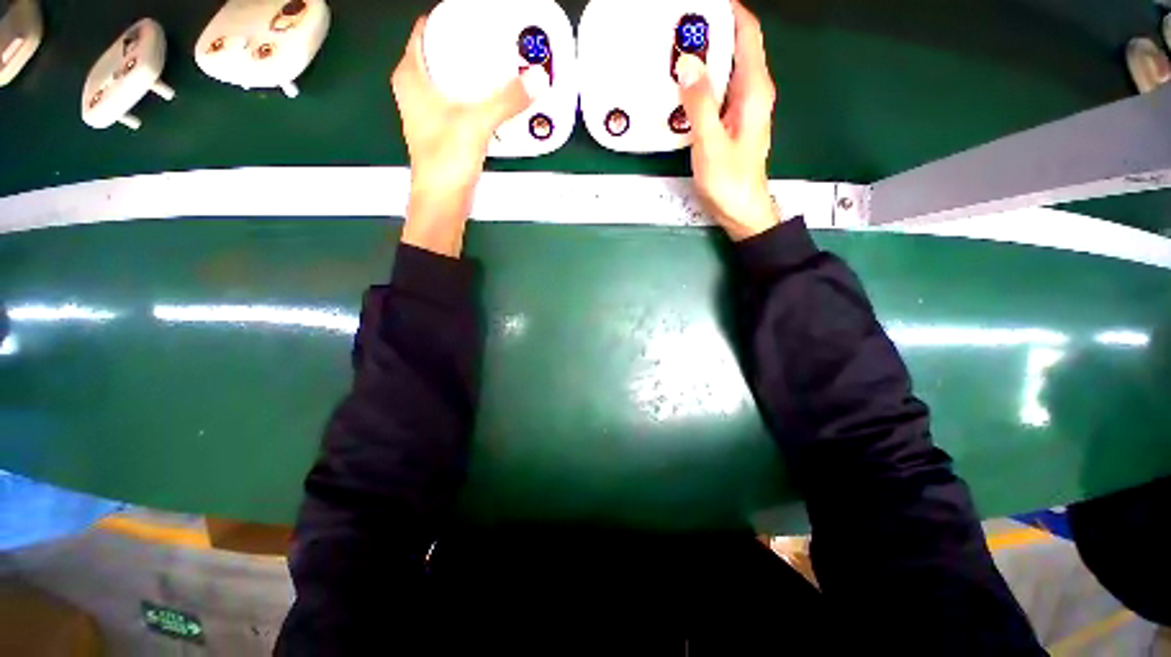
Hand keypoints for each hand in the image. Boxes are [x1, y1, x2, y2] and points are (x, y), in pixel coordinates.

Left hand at [391, 16, 545, 256]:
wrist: (442, 202)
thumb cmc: (446, 159)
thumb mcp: (476, 123)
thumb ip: (507, 100)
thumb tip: (537, 78)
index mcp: (411, 75)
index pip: (426, 30)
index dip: (450, 19)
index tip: (478, 17)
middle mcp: (414, 88)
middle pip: (438, 51)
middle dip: (465, 43)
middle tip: (494, 39)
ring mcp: (426, 110)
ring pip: (447, 77)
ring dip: (469, 69)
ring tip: (497, 63)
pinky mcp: (440, 129)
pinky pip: (456, 98)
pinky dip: (472, 93)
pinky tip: (492, 96)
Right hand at [676, 1, 779, 240]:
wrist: (741, 211)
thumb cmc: (729, 182)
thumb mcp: (711, 143)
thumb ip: (700, 104)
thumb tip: (688, 61)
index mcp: (754, 90)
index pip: (748, 34)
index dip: (729, 11)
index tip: (701, 4)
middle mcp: (752, 93)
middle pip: (736, 47)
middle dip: (710, 31)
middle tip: (678, 28)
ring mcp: (741, 108)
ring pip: (725, 69)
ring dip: (704, 57)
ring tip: (674, 51)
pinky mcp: (731, 123)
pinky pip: (717, 91)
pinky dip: (702, 82)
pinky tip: (681, 87)